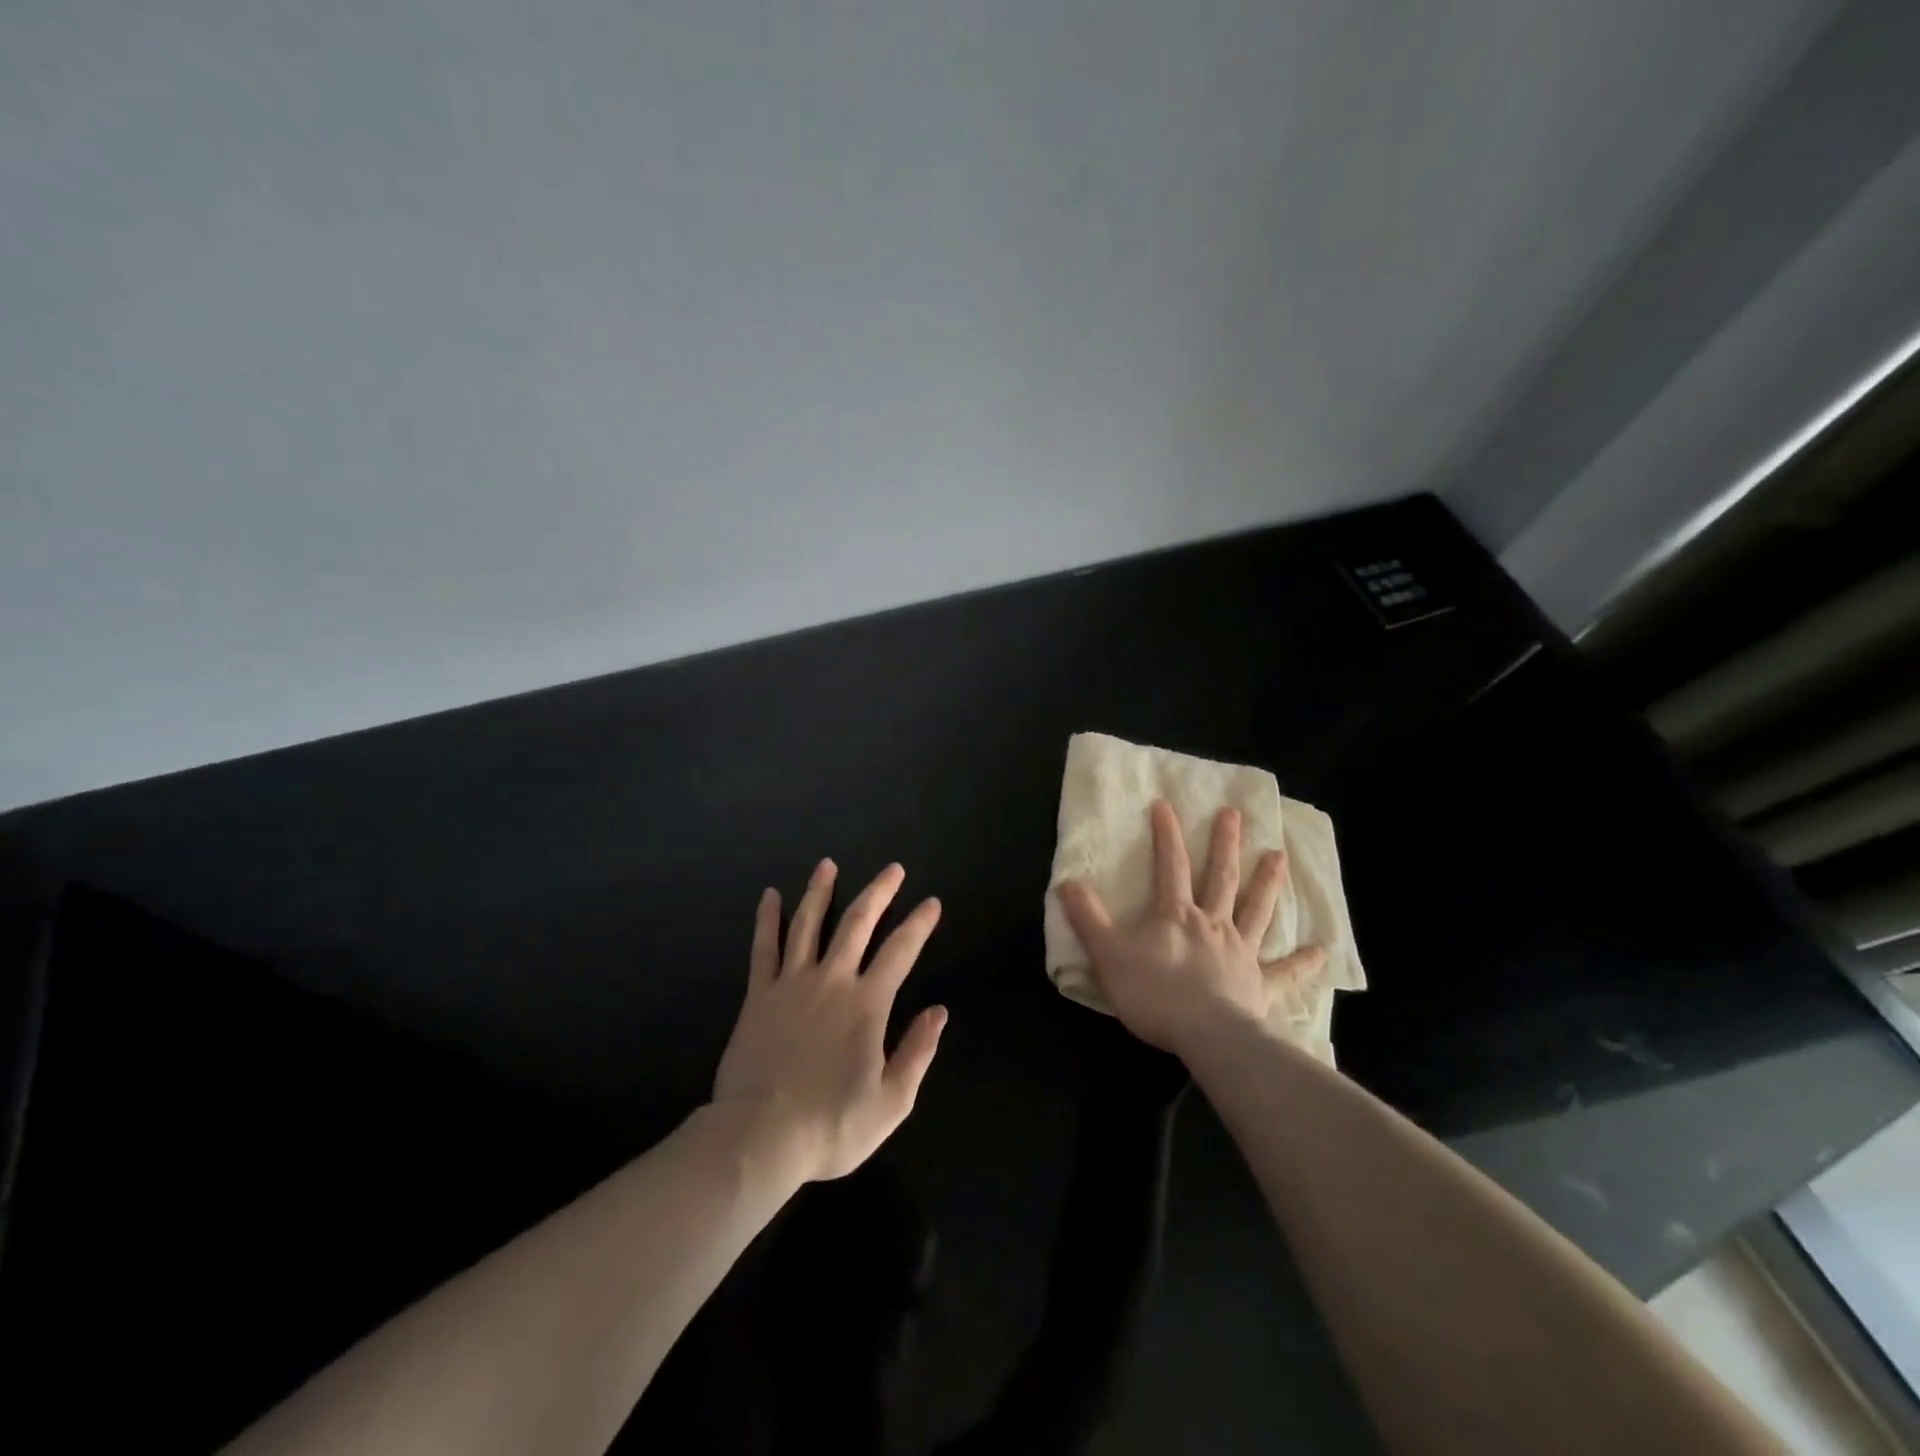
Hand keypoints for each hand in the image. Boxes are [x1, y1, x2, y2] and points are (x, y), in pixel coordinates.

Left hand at [713, 859, 946, 1183]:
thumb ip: (917, 1052)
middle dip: (879, 892)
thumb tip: (939, 1011)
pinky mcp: (758, 995)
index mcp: (867, 1004)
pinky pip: (764, 947)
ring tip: (828, 864)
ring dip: (820, 890)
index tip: (932, 903)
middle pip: (857, 923)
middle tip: (892, 869)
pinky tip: (769, 896)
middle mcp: (832, 980)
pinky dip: (768, 918)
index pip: (901, 951)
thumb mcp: (891, 1101)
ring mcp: (791, 983)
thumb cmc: (830, 1125)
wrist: (759, 1137)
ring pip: (808, 923)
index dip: (919, 924)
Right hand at [1057, 801, 1324, 1056]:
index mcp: (1177, 915)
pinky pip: (1283, 972)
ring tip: (1280, 857)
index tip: (1165, 804)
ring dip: (1268, 883)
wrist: (1206, 1035)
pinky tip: (1321, 952)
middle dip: (1226, 845)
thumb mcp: (1108, 954)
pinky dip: (1301, 963)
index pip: (1170, 866)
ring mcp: (1240, 952)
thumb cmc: (1155, 993)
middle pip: (1220, 877)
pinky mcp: (1259, 985)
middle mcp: (1213, 924)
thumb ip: (1088, 918)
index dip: (1166, 834)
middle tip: (1235, 815)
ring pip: (1256, 910)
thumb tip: (1066, 882)